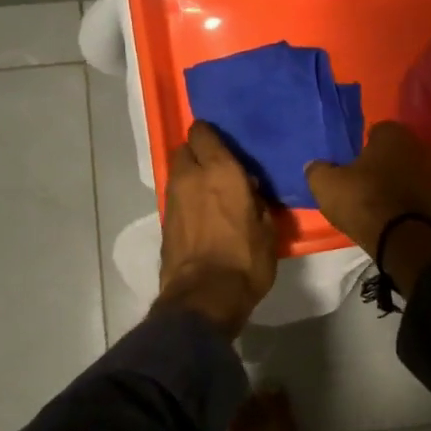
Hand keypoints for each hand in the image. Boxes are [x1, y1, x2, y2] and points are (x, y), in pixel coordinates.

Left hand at [157, 121, 277, 337]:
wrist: (205, 297)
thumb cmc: (245, 260)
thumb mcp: (267, 229)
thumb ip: (257, 201)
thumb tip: (249, 190)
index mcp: (221, 170)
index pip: (203, 133)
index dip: (211, 135)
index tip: (224, 144)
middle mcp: (191, 176)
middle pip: (185, 149)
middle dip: (198, 153)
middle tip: (218, 168)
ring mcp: (172, 199)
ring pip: (178, 172)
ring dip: (191, 176)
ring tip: (211, 192)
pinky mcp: (164, 221)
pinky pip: (176, 197)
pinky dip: (186, 199)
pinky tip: (201, 214)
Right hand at [305, 121, 430, 257]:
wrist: (401, 238)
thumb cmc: (362, 200)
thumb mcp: (326, 184)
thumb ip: (317, 169)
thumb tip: (315, 166)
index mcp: (393, 133)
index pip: (375, 131)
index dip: (362, 147)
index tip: (350, 164)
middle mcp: (419, 144)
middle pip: (394, 150)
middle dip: (381, 162)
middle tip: (362, 180)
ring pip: (407, 170)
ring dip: (395, 180)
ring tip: (376, 199)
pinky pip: (415, 191)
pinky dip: (405, 197)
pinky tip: (391, 211)